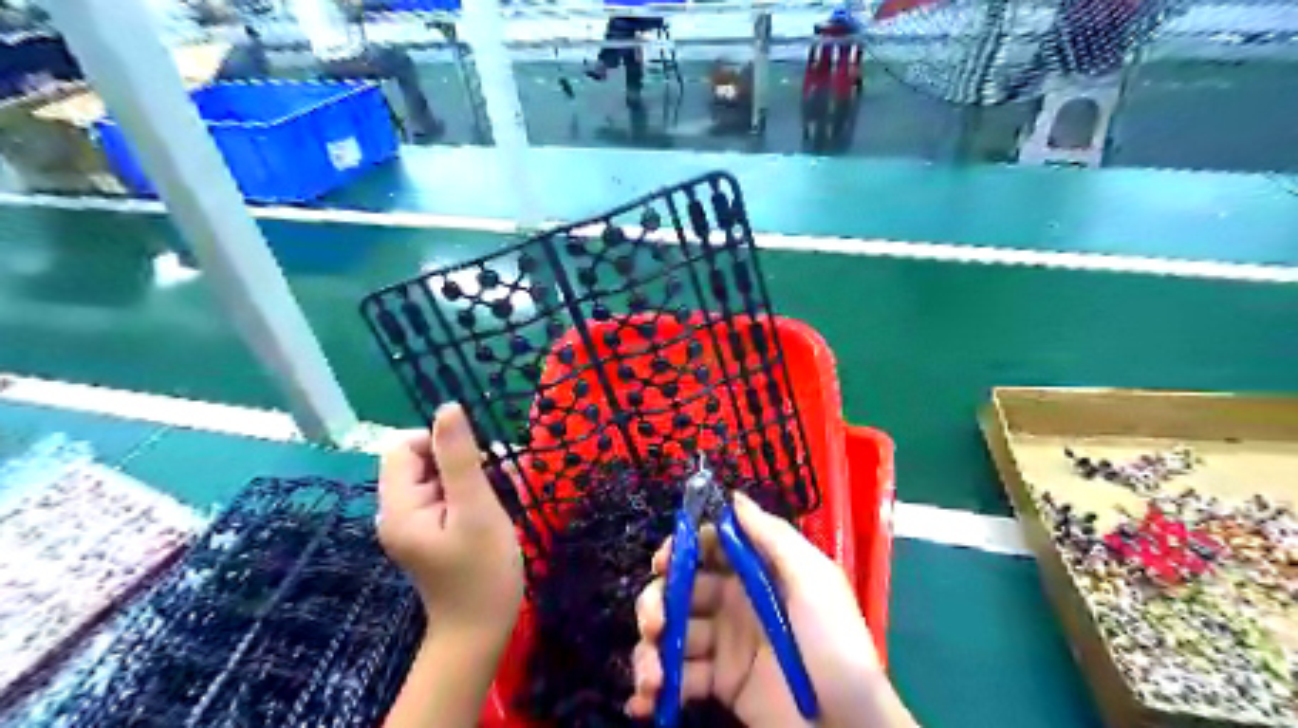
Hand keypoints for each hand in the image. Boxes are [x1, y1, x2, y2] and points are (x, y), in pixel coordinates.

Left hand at [376, 402, 519, 645]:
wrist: (481, 631)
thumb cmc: (482, 571)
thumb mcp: (476, 508)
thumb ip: (460, 457)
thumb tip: (447, 407)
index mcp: (398, 507)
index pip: (402, 447)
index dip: (438, 441)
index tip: (476, 461)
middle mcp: (397, 512)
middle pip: (420, 460)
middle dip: (460, 460)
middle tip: (496, 479)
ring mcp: (414, 524)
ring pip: (438, 476)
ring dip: (470, 476)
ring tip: (501, 495)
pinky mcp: (430, 532)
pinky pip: (446, 496)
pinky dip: (470, 493)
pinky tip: (493, 508)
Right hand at [626, 491, 911, 727]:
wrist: (847, 726)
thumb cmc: (834, 642)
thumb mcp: (814, 579)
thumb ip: (772, 536)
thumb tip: (734, 497)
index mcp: (757, 572)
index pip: (709, 547)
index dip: (682, 548)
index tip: (663, 561)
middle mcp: (734, 602)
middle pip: (680, 589)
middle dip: (657, 602)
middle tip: (655, 624)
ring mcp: (724, 644)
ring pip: (672, 633)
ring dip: (650, 650)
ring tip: (653, 676)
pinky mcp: (718, 684)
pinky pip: (677, 678)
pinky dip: (654, 687)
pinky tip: (646, 699)